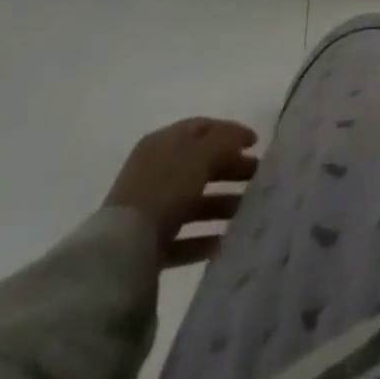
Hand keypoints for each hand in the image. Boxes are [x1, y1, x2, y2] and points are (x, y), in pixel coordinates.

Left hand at [103, 118, 259, 267]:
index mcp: (163, 142)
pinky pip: (182, 236)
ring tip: (247, 212)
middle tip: (257, 177)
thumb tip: (241, 140)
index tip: (256, 144)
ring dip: (221, 204)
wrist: (121, 250)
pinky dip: (204, 237)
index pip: (202, 128)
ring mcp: (149, 208)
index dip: (231, 132)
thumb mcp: (201, 155)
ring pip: (193, 201)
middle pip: (200, 164)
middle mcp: (154, 170)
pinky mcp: (147, 244)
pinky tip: (225, 241)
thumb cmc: (165, 188)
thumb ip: (224, 142)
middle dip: (230, 169)